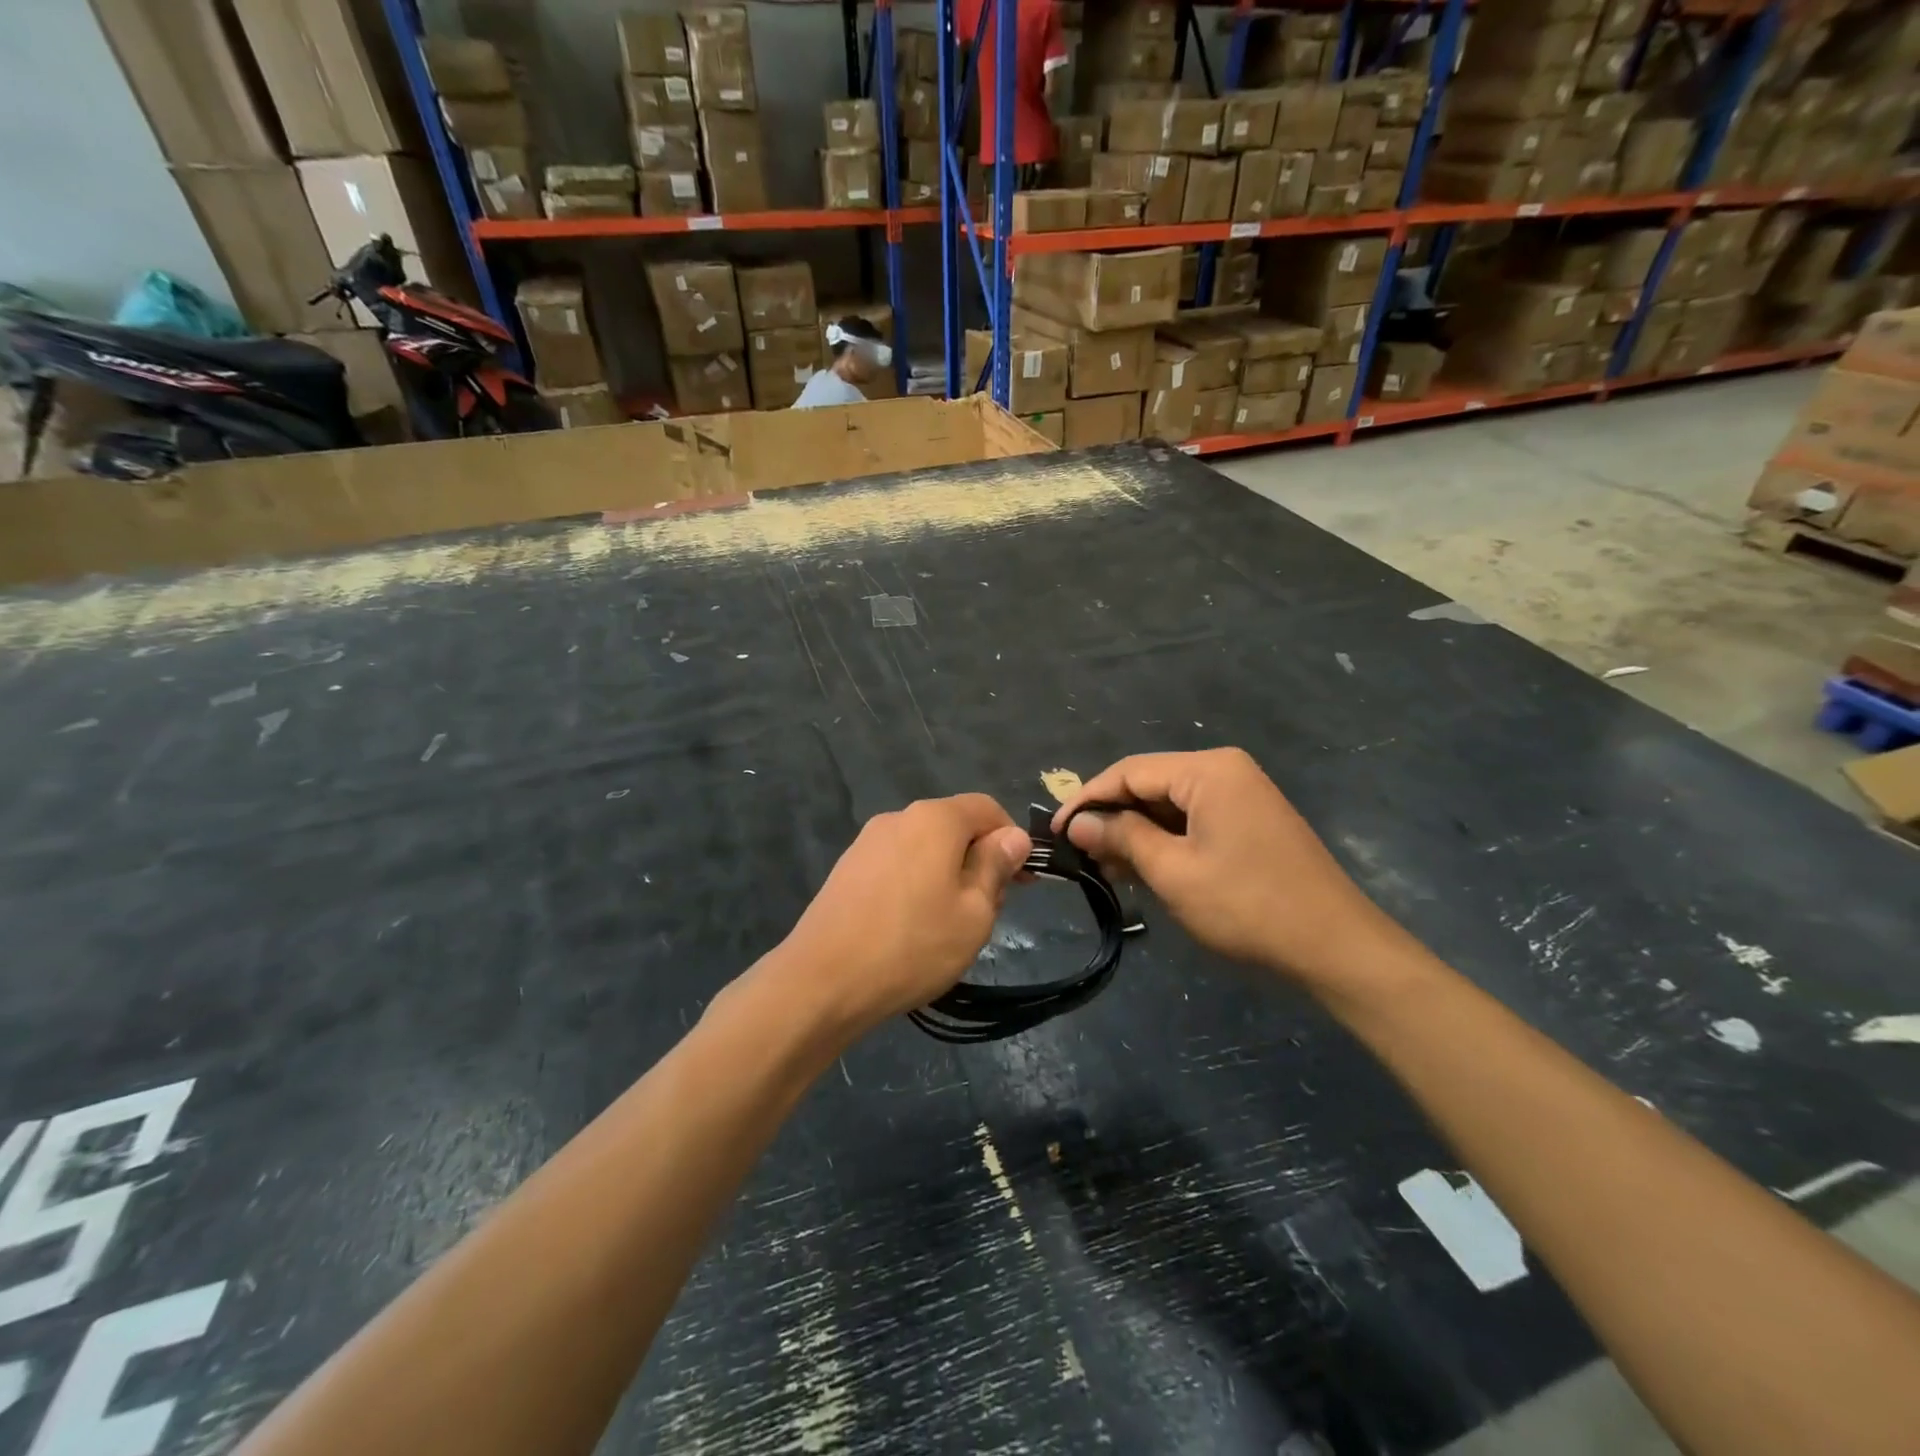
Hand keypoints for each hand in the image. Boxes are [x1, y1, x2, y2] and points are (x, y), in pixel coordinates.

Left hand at [773, 794, 1031, 1041]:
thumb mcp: (974, 912)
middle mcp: (898, 818)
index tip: (1023, 882)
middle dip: (978, 861)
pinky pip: (897, 866)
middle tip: (987, 913)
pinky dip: (916, 886)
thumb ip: (996, 866)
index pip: (987, 808)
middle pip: (954, 827)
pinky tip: (911, 929)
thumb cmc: (912, 946)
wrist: (822, 981)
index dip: (1012, 840)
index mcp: (934, 819)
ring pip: (924, 849)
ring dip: (947, 876)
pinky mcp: (847, 869)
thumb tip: (1014, 837)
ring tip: (948, 927)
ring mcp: (867, 843)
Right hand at [1054, 749, 1407, 991]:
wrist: (1336, 947)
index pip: (1129, 771)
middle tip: (1078, 855)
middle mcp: (1225, 770)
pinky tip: (1141, 869)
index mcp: (1208, 770)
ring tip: (1103, 867)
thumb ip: (1121, 837)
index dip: (1087, 800)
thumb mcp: (1173, 872)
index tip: (1055, 832)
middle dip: (1111, 818)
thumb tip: (1077, 822)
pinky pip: (1192, 821)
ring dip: (1135, 834)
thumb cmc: (1248, 906)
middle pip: (1149, 784)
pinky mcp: (1249, 821)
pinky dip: (1164, 842)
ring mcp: (1241, 795)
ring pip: (1168, 805)